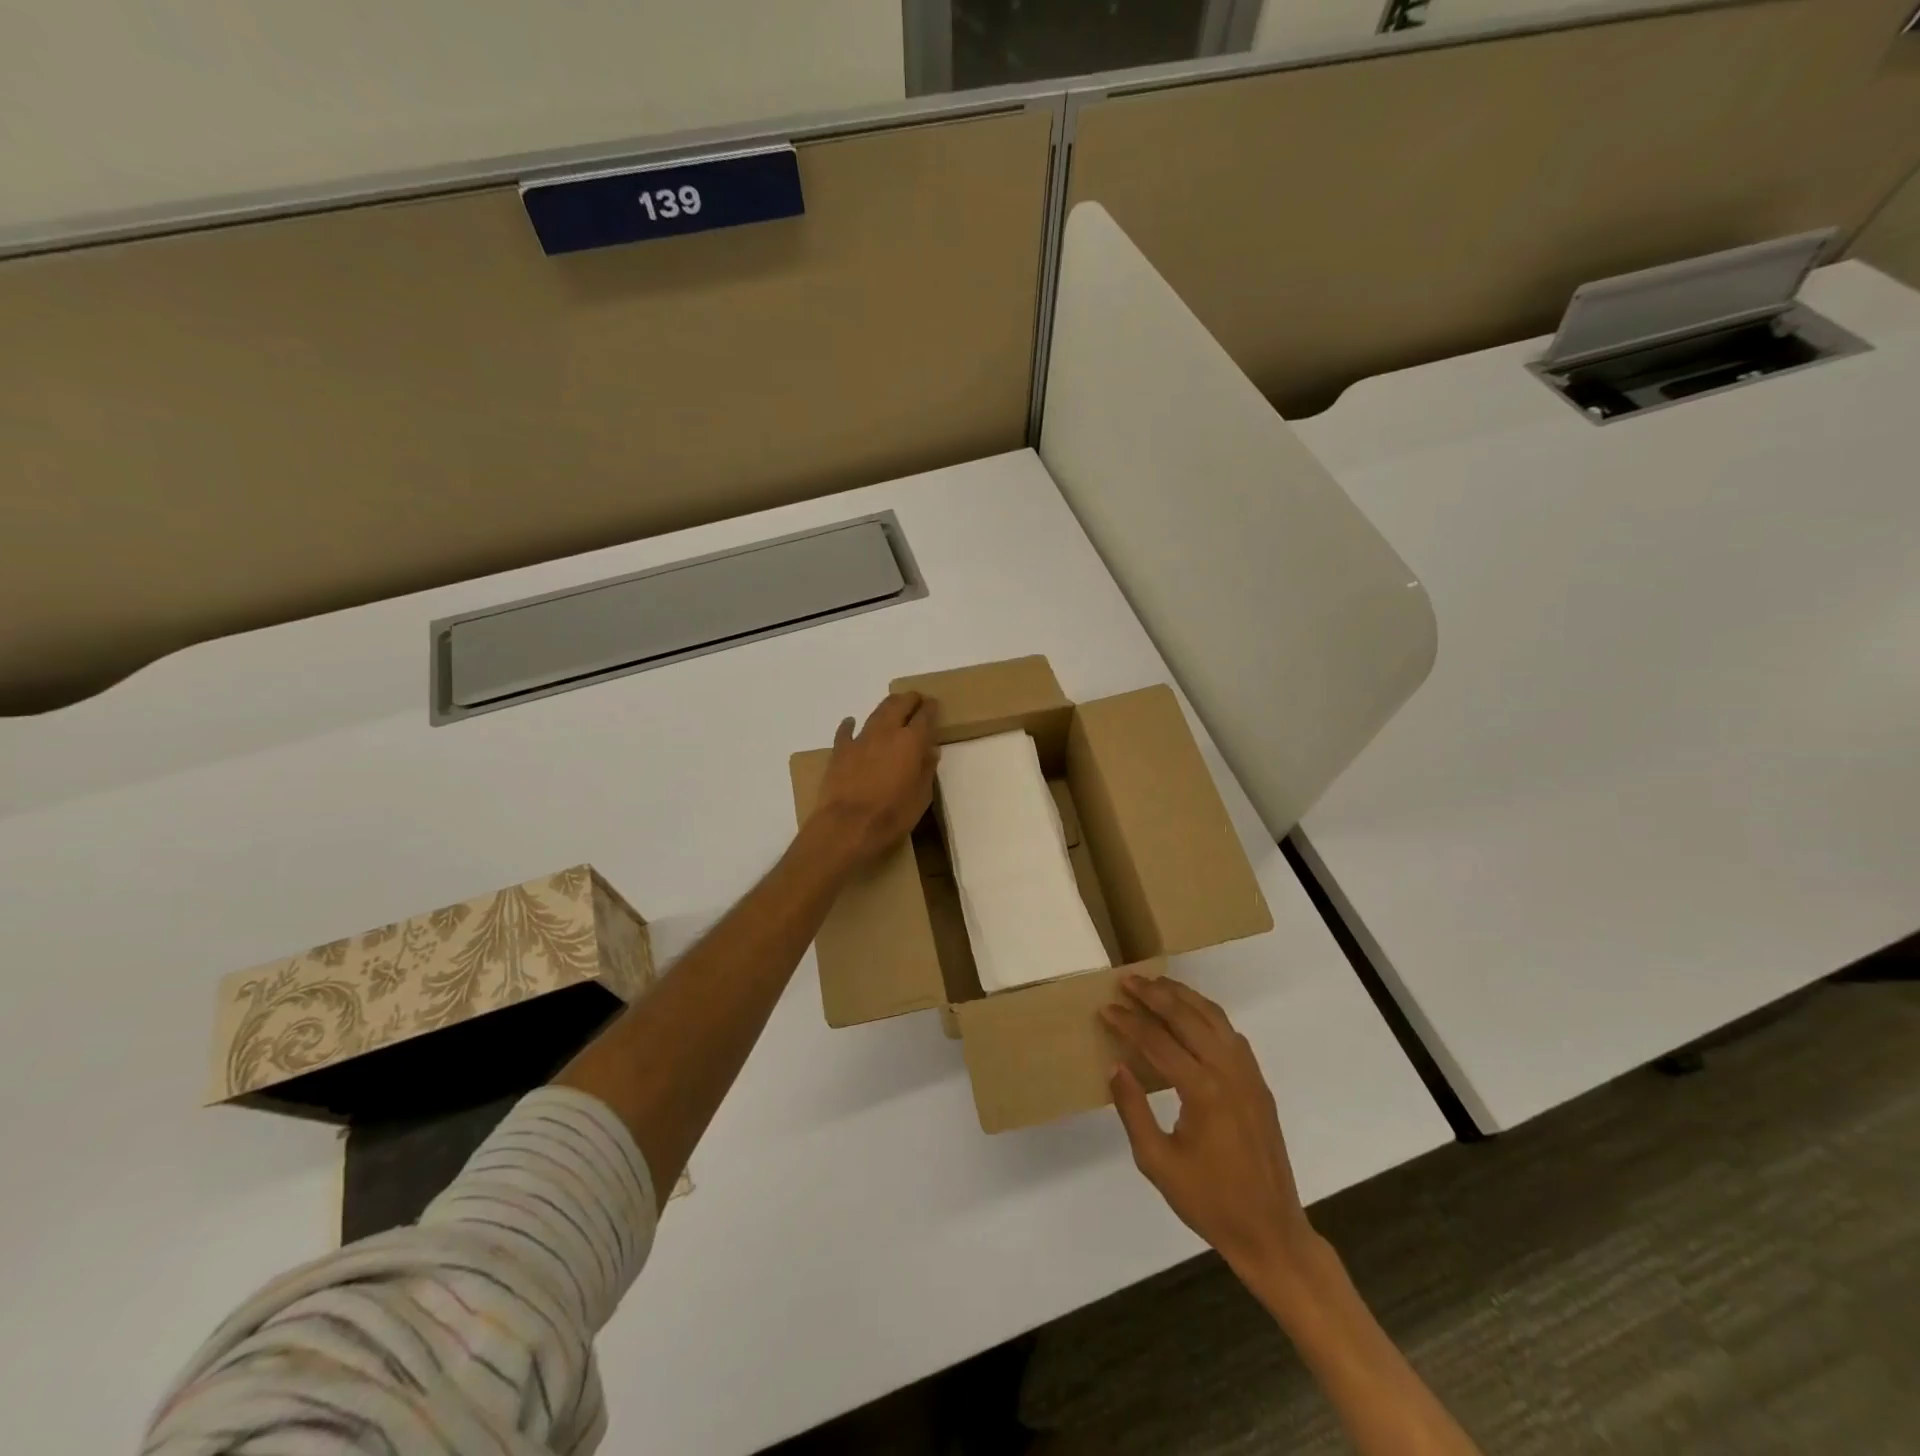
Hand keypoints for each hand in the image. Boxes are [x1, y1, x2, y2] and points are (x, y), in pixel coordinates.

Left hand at [809, 691, 937, 869]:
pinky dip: (850, 725)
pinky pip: (846, 731)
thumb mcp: (921, 797)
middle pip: (898, 704)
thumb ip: (926, 770)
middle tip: (915, 700)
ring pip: (875, 713)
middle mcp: (886, 732)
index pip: (925, 716)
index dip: (931, 708)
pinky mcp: (840, 751)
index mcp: (911, 742)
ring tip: (893, 707)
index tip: (934, 705)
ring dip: (886, 707)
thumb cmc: (892, 815)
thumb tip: (930, 751)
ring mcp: (860, 739)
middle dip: (909, 699)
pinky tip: (851, 722)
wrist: (847, 826)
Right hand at [1103, 975, 1317, 1287]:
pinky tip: (1191, 1014)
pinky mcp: (1258, 1082)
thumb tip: (1115, 1066)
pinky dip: (1207, 1014)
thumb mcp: (1157, 1162)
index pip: (1157, 1041)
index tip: (1105, 1008)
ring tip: (1156, 983)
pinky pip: (1231, 1033)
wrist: (1271, 1232)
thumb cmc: (1209, 1202)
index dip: (1128, 1022)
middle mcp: (1229, 1072)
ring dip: (1184, 996)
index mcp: (1203, 1092)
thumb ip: (1133, 1110)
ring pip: (1214, 1017)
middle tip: (1128, 980)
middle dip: (1155, 994)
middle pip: (1187, 1016)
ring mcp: (1249, 1074)